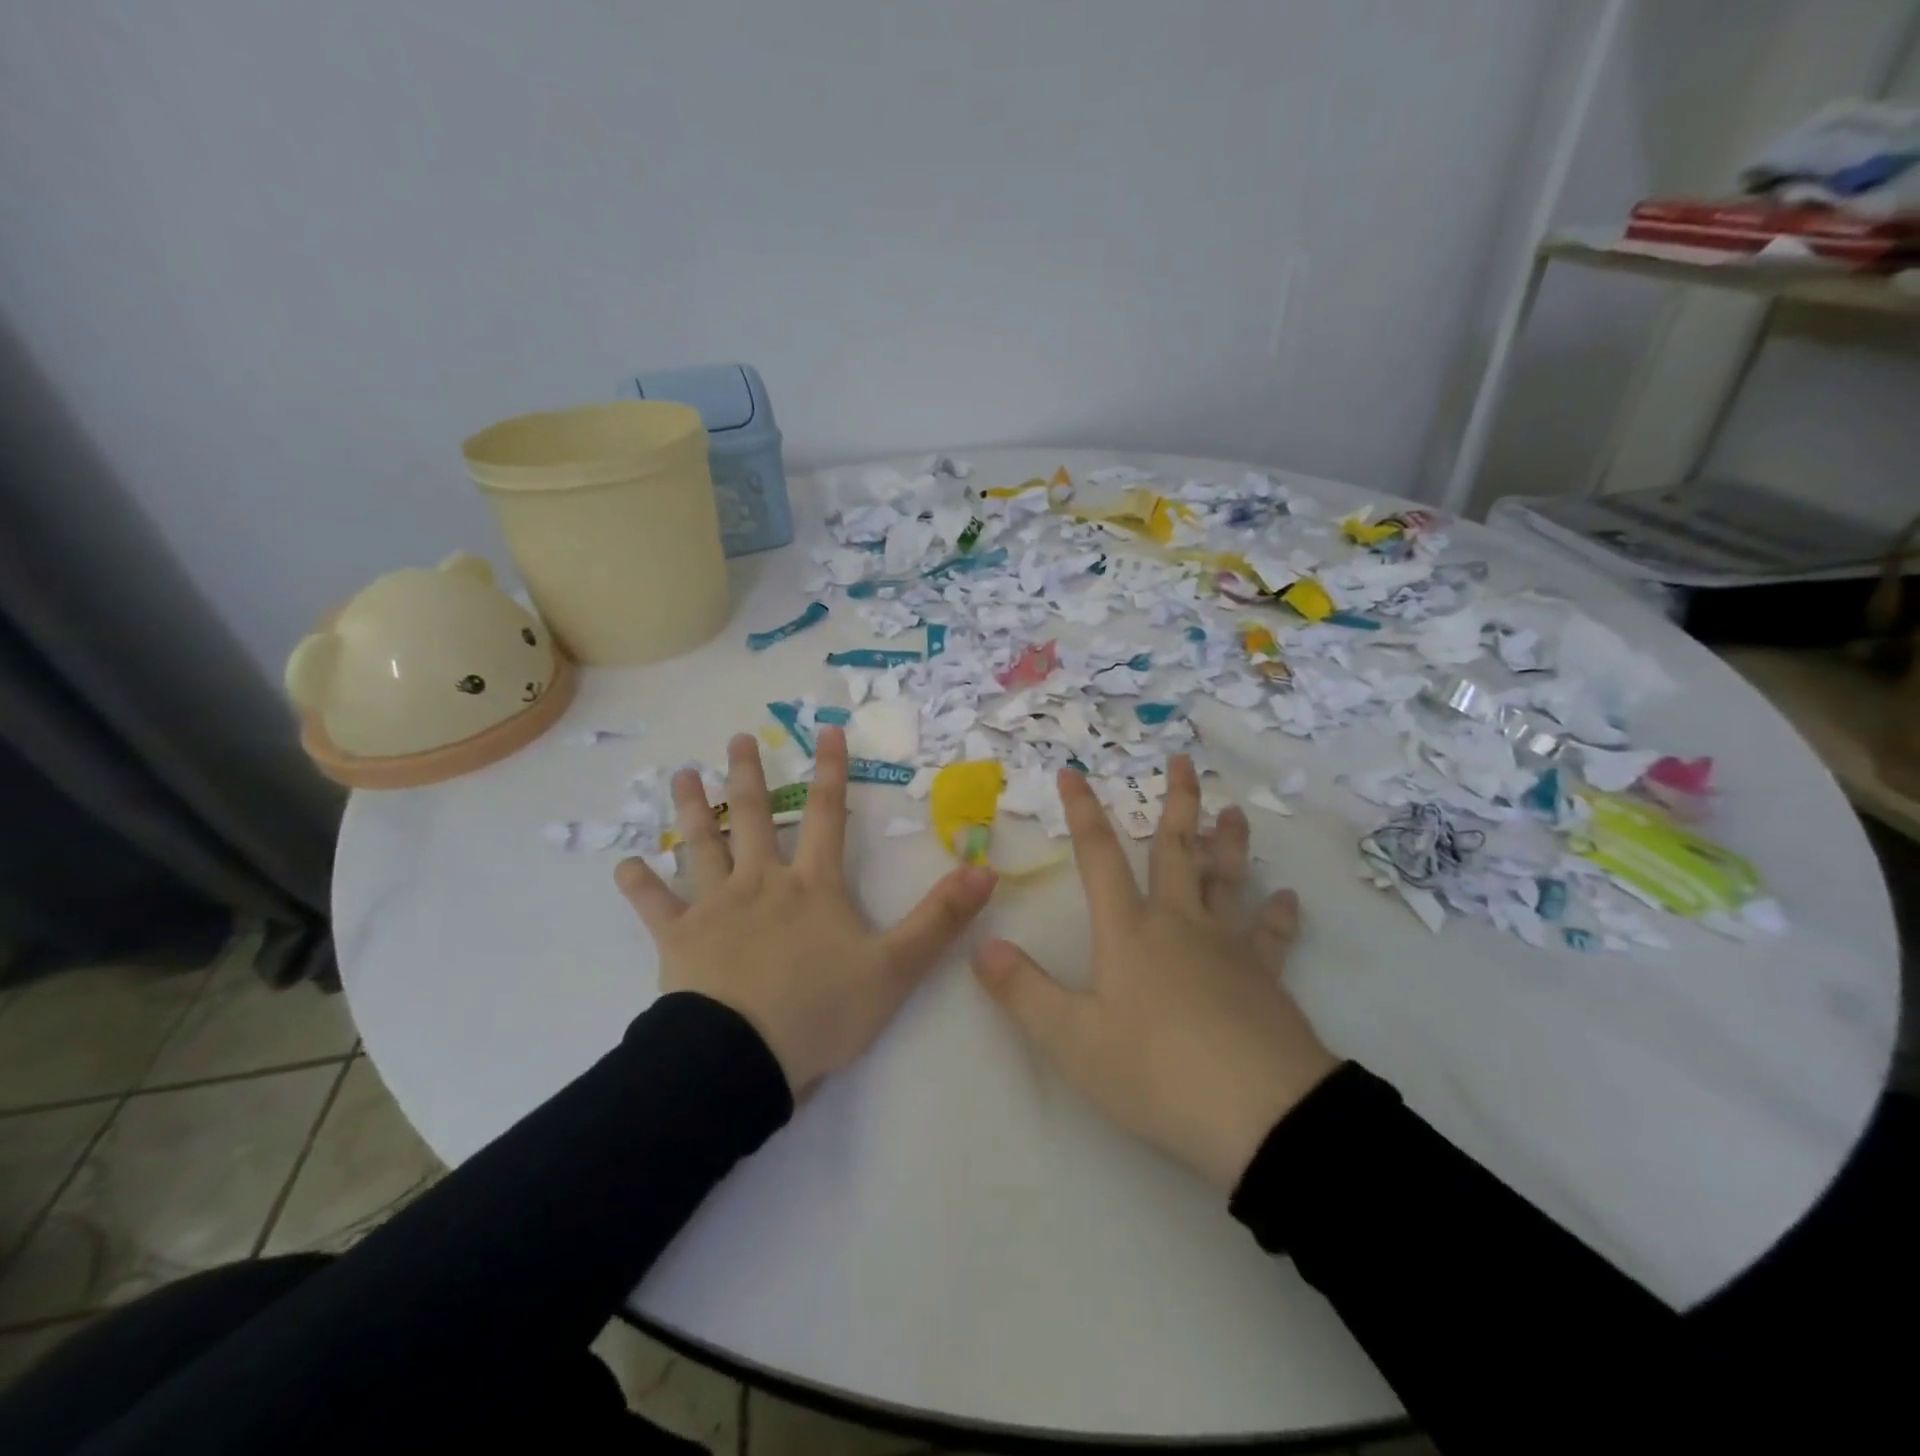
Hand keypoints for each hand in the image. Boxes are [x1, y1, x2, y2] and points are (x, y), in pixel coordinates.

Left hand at [616, 726, 995, 1095]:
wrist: (743, 1060)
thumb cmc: (822, 1011)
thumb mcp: (895, 968)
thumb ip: (939, 919)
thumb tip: (985, 870)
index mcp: (813, 886)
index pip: (828, 815)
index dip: (831, 770)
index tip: (827, 730)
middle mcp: (762, 882)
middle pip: (755, 817)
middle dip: (750, 775)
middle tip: (737, 738)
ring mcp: (716, 908)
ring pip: (702, 846)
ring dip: (693, 809)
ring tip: (681, 775)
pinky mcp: (680, 940)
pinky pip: (655, 906)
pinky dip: (639, 885)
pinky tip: (624, 863)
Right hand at [972, 756, 1337, 1189]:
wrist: (1259, 1113)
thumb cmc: (1154, 1071)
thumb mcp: (1071, 1039)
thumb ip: (1022, 990)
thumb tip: (981, 946)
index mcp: (1129, 931)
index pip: (1098, 856)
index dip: (1082, 812)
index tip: (1072, 772)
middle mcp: (1179, 924)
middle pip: (1176, 850)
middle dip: (1176, 802)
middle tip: (1183, 760)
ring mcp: (1228, 948)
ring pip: (1227, 880)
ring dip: (1229, 843)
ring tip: (1234, 811)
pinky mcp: (1266, 979)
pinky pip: (1273, 936)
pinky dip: (1280, 915)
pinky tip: (1289, 899)